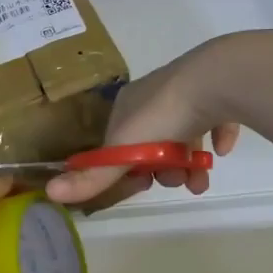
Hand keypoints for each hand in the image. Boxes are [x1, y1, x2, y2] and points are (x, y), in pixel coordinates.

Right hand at [46, 36, 247, 210]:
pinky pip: (216, 118)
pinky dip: (217, 136)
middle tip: (179, 182)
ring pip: (185, 135)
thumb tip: (49, 193)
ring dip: (191, 163)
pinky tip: (222, 150)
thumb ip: (94, 175)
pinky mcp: (218, 91)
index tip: (144, 184)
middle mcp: (155, 95)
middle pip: (154, 142)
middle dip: (165, 169)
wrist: (216, 80)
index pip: (120, 141)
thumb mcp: (124, 150)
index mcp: (128, 104)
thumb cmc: (165, 115)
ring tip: (202, 181)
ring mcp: (188, 91)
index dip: (129, 167)